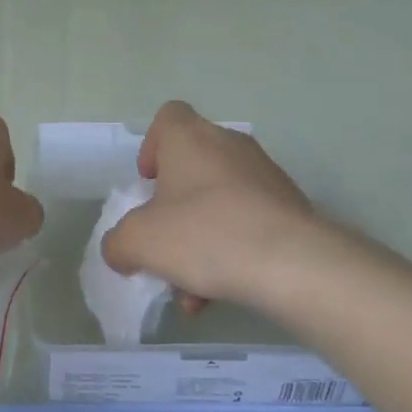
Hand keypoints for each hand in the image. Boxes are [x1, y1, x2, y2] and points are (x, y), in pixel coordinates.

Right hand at [101, 101, 357, 308]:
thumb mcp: (139, 242)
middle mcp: (228, 145)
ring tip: (192, 289)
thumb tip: (121, 249)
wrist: (293, 263)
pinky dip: (231, 250)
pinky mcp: (290, 206)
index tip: (149, 184)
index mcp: (189, 137)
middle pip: (193, 165)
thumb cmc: (204, 234)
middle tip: (166, 240)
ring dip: (201, 238)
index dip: (152, 147)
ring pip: (220, 200)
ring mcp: (264, 174)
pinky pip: (248, 222)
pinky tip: (221, 293)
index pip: (167, 118)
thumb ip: (118, 242)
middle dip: (175, 206)